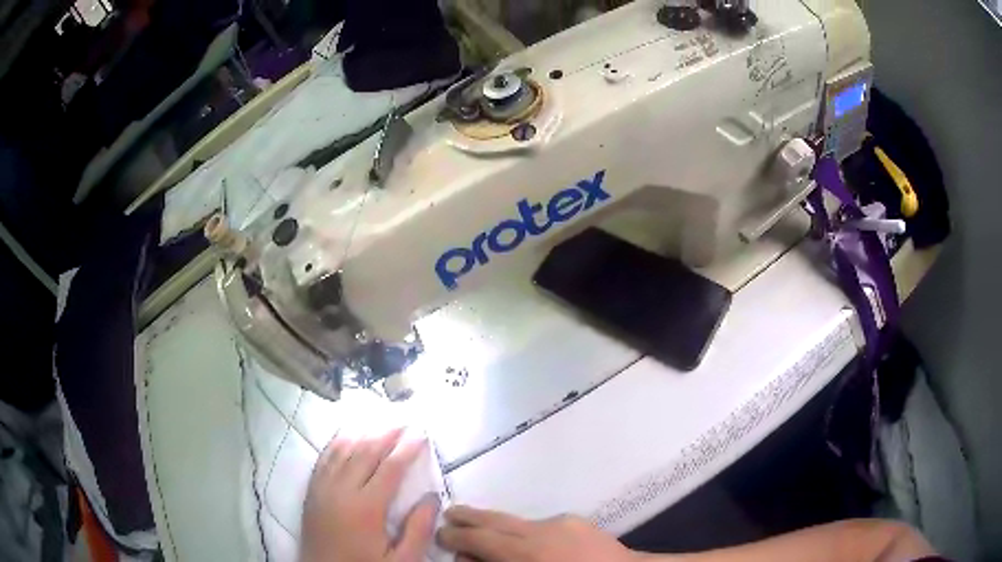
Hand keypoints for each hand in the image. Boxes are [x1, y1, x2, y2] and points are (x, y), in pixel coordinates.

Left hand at [301, 429, 439, 561]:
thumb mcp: (400, 561)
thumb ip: (418, 530)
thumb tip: (431, 498)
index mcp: (366, 507)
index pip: (389, 469)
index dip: (407, 449)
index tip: (421, 435)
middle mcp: (341, 491)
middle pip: (365, 453)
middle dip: (386, 435)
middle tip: (403, 422)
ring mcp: (322, 489)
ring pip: (342, 451)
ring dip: (361, 434)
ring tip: (378, 423)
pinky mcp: (311, 492)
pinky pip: (323, 459)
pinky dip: (336, 444)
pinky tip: (344, 436)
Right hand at [438, 506, 637, 561]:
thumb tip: (470, 558)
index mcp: (528, 552)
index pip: (482, 538)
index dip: (458, 535)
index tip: (441, 532)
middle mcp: (541, 530)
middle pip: (497, 520)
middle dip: (470, 516)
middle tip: (449, 513)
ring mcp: (561, 522)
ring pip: (519, 521)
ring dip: (498, 525)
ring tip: (482, 528)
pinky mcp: (577, 521)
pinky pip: (542, 525)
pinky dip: (526, 532)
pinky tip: (528, 544)